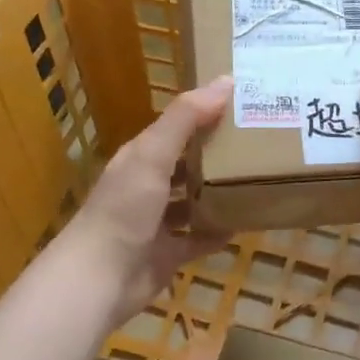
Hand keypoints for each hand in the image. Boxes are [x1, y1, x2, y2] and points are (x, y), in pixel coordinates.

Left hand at [65, 75, 232, 324]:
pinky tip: (243, 225)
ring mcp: (156, 222)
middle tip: (260, 142)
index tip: (244, 103)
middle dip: (216, 153)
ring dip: (217, 192)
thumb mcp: (153, 155)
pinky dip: (216, 232)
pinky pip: (197, 238)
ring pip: (192, 200)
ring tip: (255, 180)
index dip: (206, 113)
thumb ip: (186, 118)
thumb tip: (225, 80)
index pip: (177, 127)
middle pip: (186, 162)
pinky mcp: (166, 254)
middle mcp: (147, 185)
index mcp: (141, 157)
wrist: (99, 280)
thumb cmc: (124, 209)